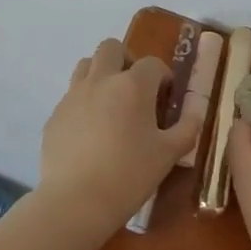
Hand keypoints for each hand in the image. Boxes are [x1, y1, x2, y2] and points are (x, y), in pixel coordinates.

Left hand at [34, 38, 197, 245]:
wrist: (76, 201)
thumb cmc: (129, 175)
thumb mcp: (169, 154)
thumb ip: (187, 128)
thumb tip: (195, 112)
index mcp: (133, 85)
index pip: (152, 64)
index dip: (163, 76)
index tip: (166, 97)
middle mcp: (101, 80)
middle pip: (112, 48)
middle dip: (126, 60)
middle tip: (135, 88)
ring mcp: (73, 95)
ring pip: (86, 65)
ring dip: (101, 74)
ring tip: (110, 103)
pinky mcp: (55, 114)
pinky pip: (71, 95)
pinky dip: (83, 102)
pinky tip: (90, 132)